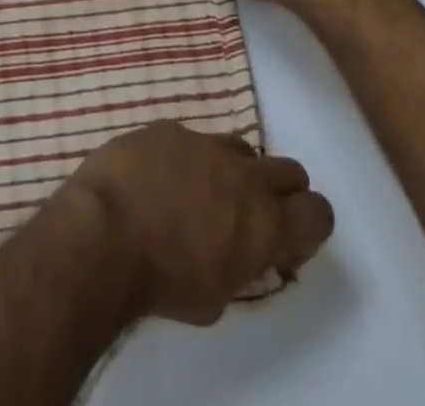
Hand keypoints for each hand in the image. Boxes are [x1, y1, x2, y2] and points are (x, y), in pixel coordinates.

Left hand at [62, 122, 333, 325]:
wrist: (105, 230)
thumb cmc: (162, 281)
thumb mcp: (216, 297)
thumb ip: (242, 264)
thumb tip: (245, 249)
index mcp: (264, 223)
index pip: (318, 213)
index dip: (309, 226)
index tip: (287, 240)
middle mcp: (243, 175)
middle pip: (289, 171)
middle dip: (281, 192)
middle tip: (252, 214)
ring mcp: (205, 143)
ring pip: (241, 148)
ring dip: (234, 170)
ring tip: (202, 194)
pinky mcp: (169, 127)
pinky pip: (193, 139)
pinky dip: (188, 158)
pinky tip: (161, 178)